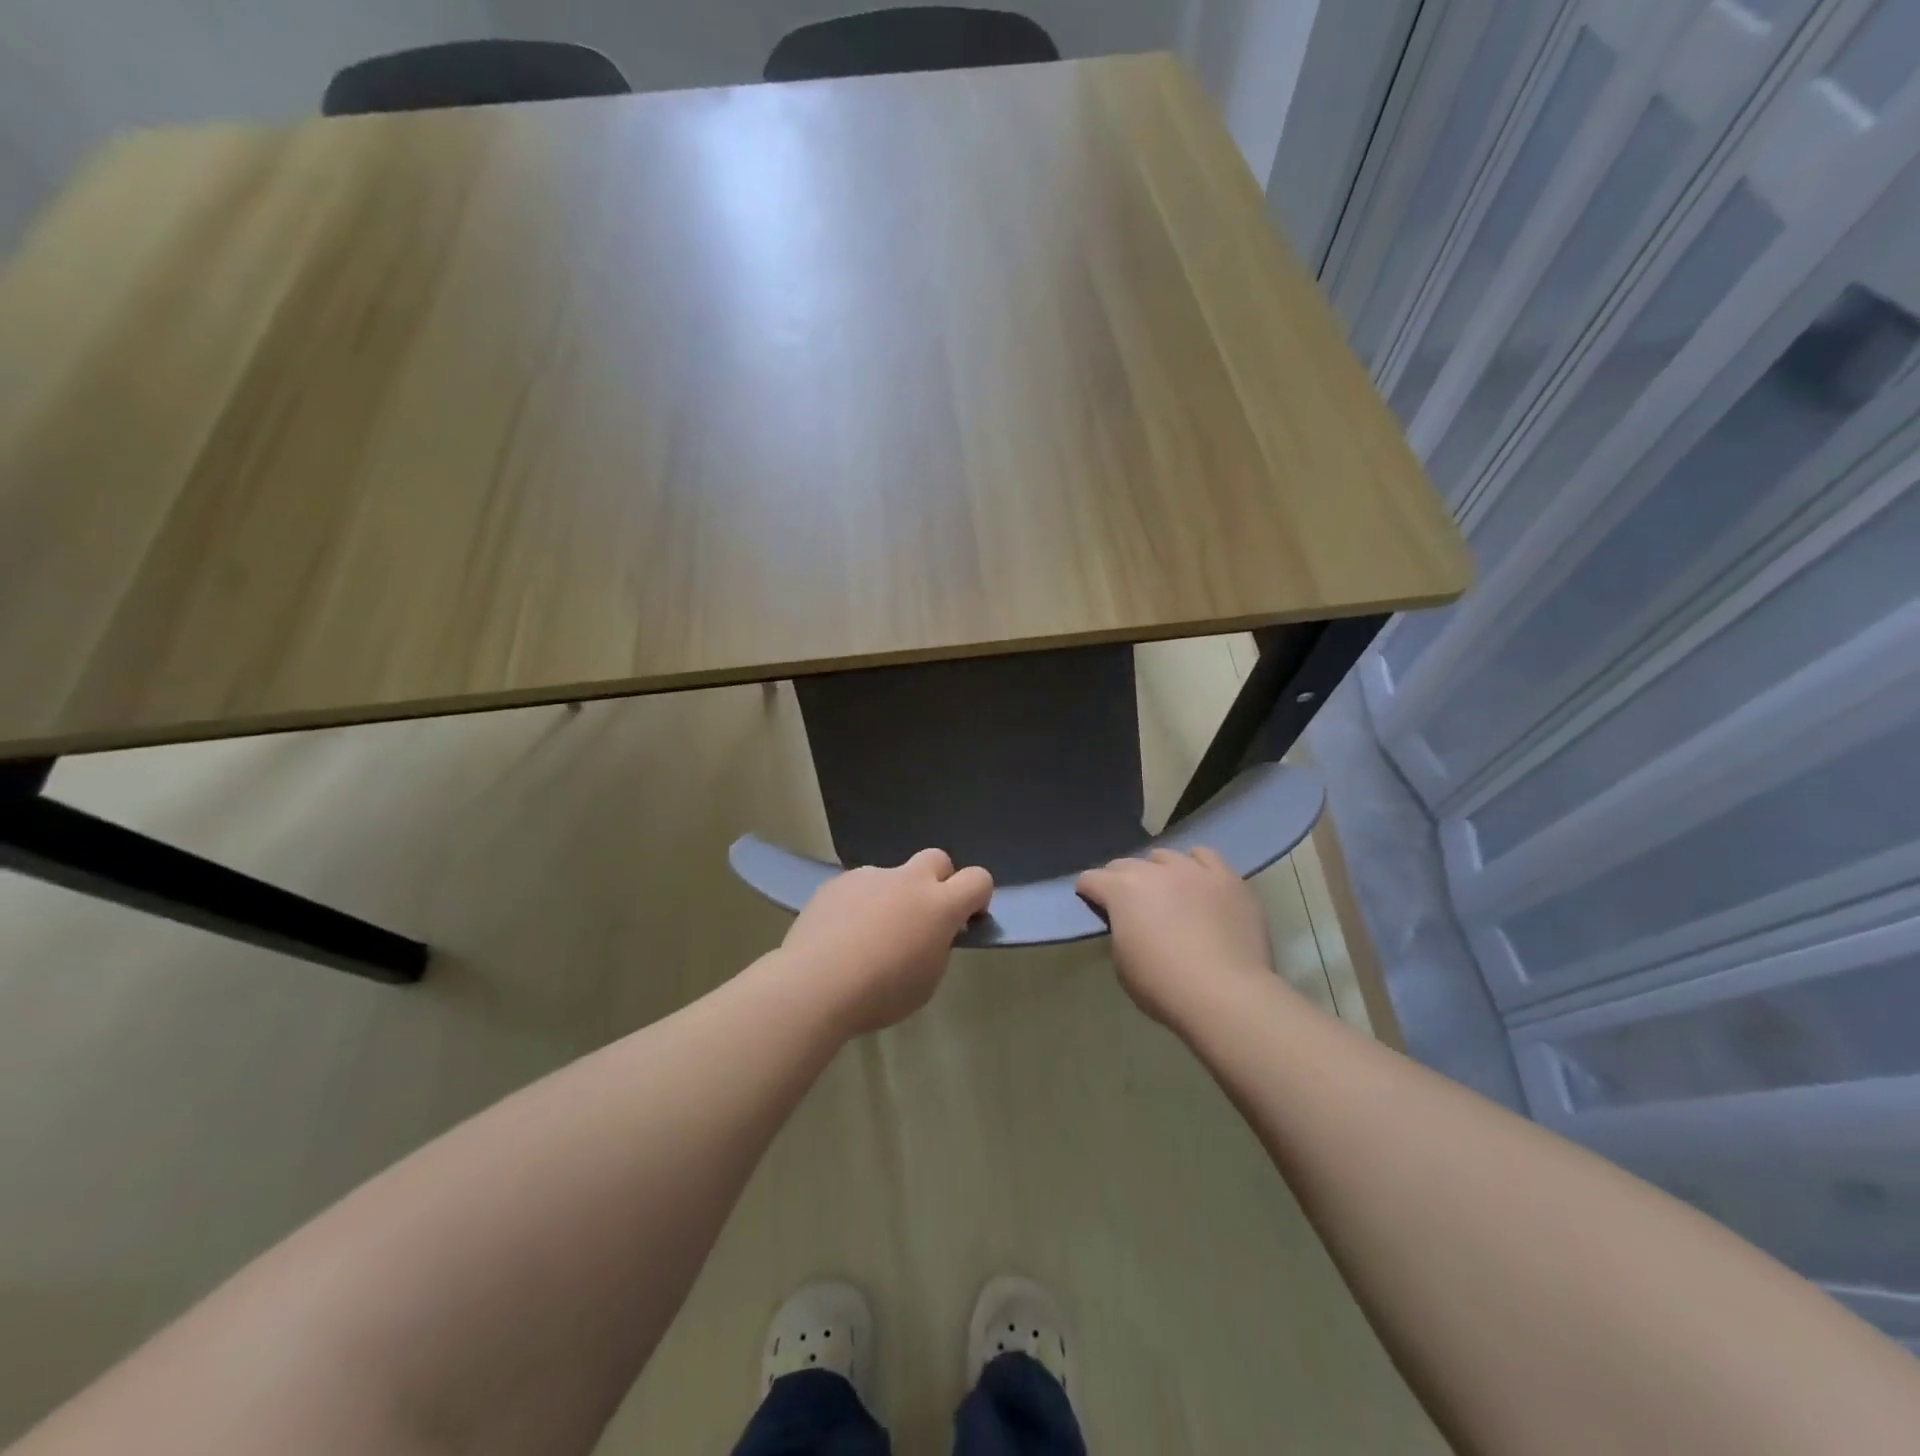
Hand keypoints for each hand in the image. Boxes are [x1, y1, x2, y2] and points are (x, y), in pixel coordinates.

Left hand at [781, 849, 993, 1034]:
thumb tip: (932, 932)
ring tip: (868, 936)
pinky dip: (860, 904)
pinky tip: (841, 935)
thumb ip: (938, 946)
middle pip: (937, 859)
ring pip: (892, 876)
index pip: (978, 879)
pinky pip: (860, 887)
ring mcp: (870, 876)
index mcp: (939, 905)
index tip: (966, 919)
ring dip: (892, 896)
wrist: (815, 984)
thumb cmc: (880, 993)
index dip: (978, 896)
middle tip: (923, 916)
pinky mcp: (838, 882)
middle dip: (938, 880)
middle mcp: (908, 880)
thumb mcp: (927, 980)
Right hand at [1077, 847, 1274, 1026]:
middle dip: (1120, 880)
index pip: (1091, 879)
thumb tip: (1129, 922)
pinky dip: (1196, 866)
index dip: (1088, 892)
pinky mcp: (1227, 879)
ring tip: (1166, 893)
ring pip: (1165, 856)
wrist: (1226, 996)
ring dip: (1158, 872)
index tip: (1092, 906)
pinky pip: (1206, 857)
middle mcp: (1154, 871)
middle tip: (1128, 905)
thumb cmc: (1164, 986)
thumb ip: (1120, 931)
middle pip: (1126, 864)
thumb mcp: (1122, 963)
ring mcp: (1193, 871)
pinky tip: (1198, 882)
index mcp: (1122, 890)